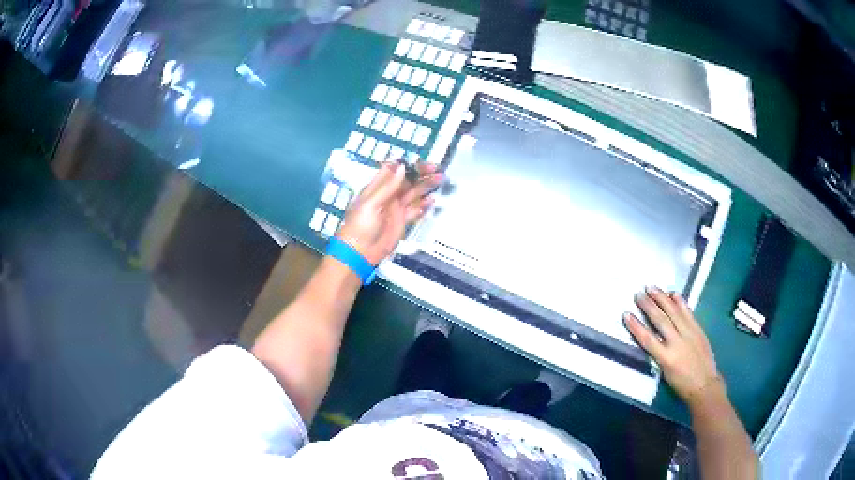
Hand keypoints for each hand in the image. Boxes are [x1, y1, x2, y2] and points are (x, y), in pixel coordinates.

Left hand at [337, 161, 442, 264]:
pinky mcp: (402, 221)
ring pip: (414, 192)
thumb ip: (387, 186)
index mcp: (377, 187)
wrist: (360, 252)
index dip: (408, 165)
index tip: (421, 163)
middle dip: (421, 173)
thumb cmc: (360, 226)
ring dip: (426, 186)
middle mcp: (388, 195)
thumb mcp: (371, 203)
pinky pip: (415, 210)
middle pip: (407, 180)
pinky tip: (432, 199)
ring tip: (439, 179)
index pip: (394, 170)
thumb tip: (402, 167)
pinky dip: (424, 205)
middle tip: (436, 169)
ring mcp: (396, 208)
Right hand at [624, 287, 721, 405]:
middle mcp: (677, 342)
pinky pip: (687, 312)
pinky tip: (673, 293)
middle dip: (648, 306)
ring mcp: (689, 333)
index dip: (636, 326)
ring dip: (662, 298)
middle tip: (638, 294)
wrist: (705, 384)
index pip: (647, 339)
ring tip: (652, 288)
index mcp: (666, 357)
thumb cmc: (681, 384)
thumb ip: (658, 354)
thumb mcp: (665, 372)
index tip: (626, 314)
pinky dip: (680, 301)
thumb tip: (651, 338)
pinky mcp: (697, 328)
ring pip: (674, 312)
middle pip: (661, 320)